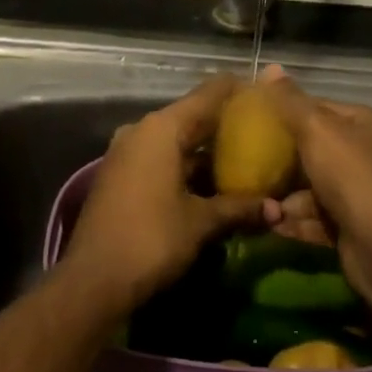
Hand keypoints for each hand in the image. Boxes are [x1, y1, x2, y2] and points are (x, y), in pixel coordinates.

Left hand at [62, 77, 264, 313]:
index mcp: (162, 129)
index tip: (267, 93)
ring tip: (247, 160)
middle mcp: (142, 131)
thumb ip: (240, 208)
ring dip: (207, 152)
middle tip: (265, 132)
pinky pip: (162, 159)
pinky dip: (187, 167)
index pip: (209, 94)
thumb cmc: (151, 239)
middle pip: (193, 117)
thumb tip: (277, 209)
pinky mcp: (121, 176)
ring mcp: (128, 153)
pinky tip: (214, 184)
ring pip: (177, 142)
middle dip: (227, 126)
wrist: (93, 280)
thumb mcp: (201, 222)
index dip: (238, 90)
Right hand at [253, 66, 371, 298]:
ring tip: (256, 194)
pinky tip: (269, 220)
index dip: (295, 114)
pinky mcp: (360, 230)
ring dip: (289, 195)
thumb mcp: (316, 128)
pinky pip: (321, 218)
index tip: (261, 120)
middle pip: (324, 150)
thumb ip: (290, 101)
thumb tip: (269, 68)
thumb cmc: (352, 173)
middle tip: (253, 159)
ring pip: (320, 187)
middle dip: (289, 160)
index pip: (331, 110)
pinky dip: (297, 219)